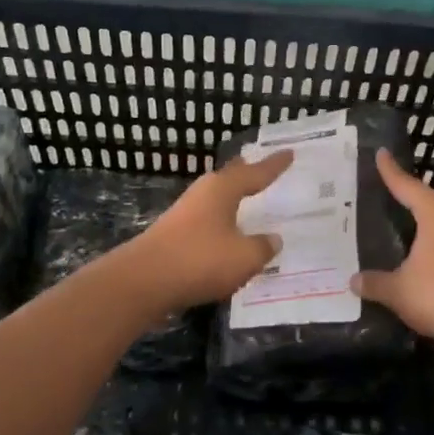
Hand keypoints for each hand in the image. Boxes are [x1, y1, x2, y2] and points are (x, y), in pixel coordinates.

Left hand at [127, 150, 294, 311]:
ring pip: (216, 200)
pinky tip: (227, 236)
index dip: (275, 165)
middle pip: (230, 179)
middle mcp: (203, 194)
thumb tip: (273, 239)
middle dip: (247, 174)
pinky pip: (207, 222)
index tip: (290, 152)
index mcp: (223, 189)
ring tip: (249, 200)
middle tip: (264, 168)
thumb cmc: (200, 260)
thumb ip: (263, 247)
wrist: (143, 281)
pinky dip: (222, 224)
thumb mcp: (245, 257)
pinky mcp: (173, 235)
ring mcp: (184, 214)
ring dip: (233, 200)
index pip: (256, 172)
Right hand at [352, 150, 433, 353]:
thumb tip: (353, 280)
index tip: (381, 153)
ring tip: (411, 228)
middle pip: (432, 198)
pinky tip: (432, 257)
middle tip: (393, 196)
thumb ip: (375, 283)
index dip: (390, 171)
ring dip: (431, 221)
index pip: (406, 185)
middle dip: (414, 197)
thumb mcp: (399, 291)